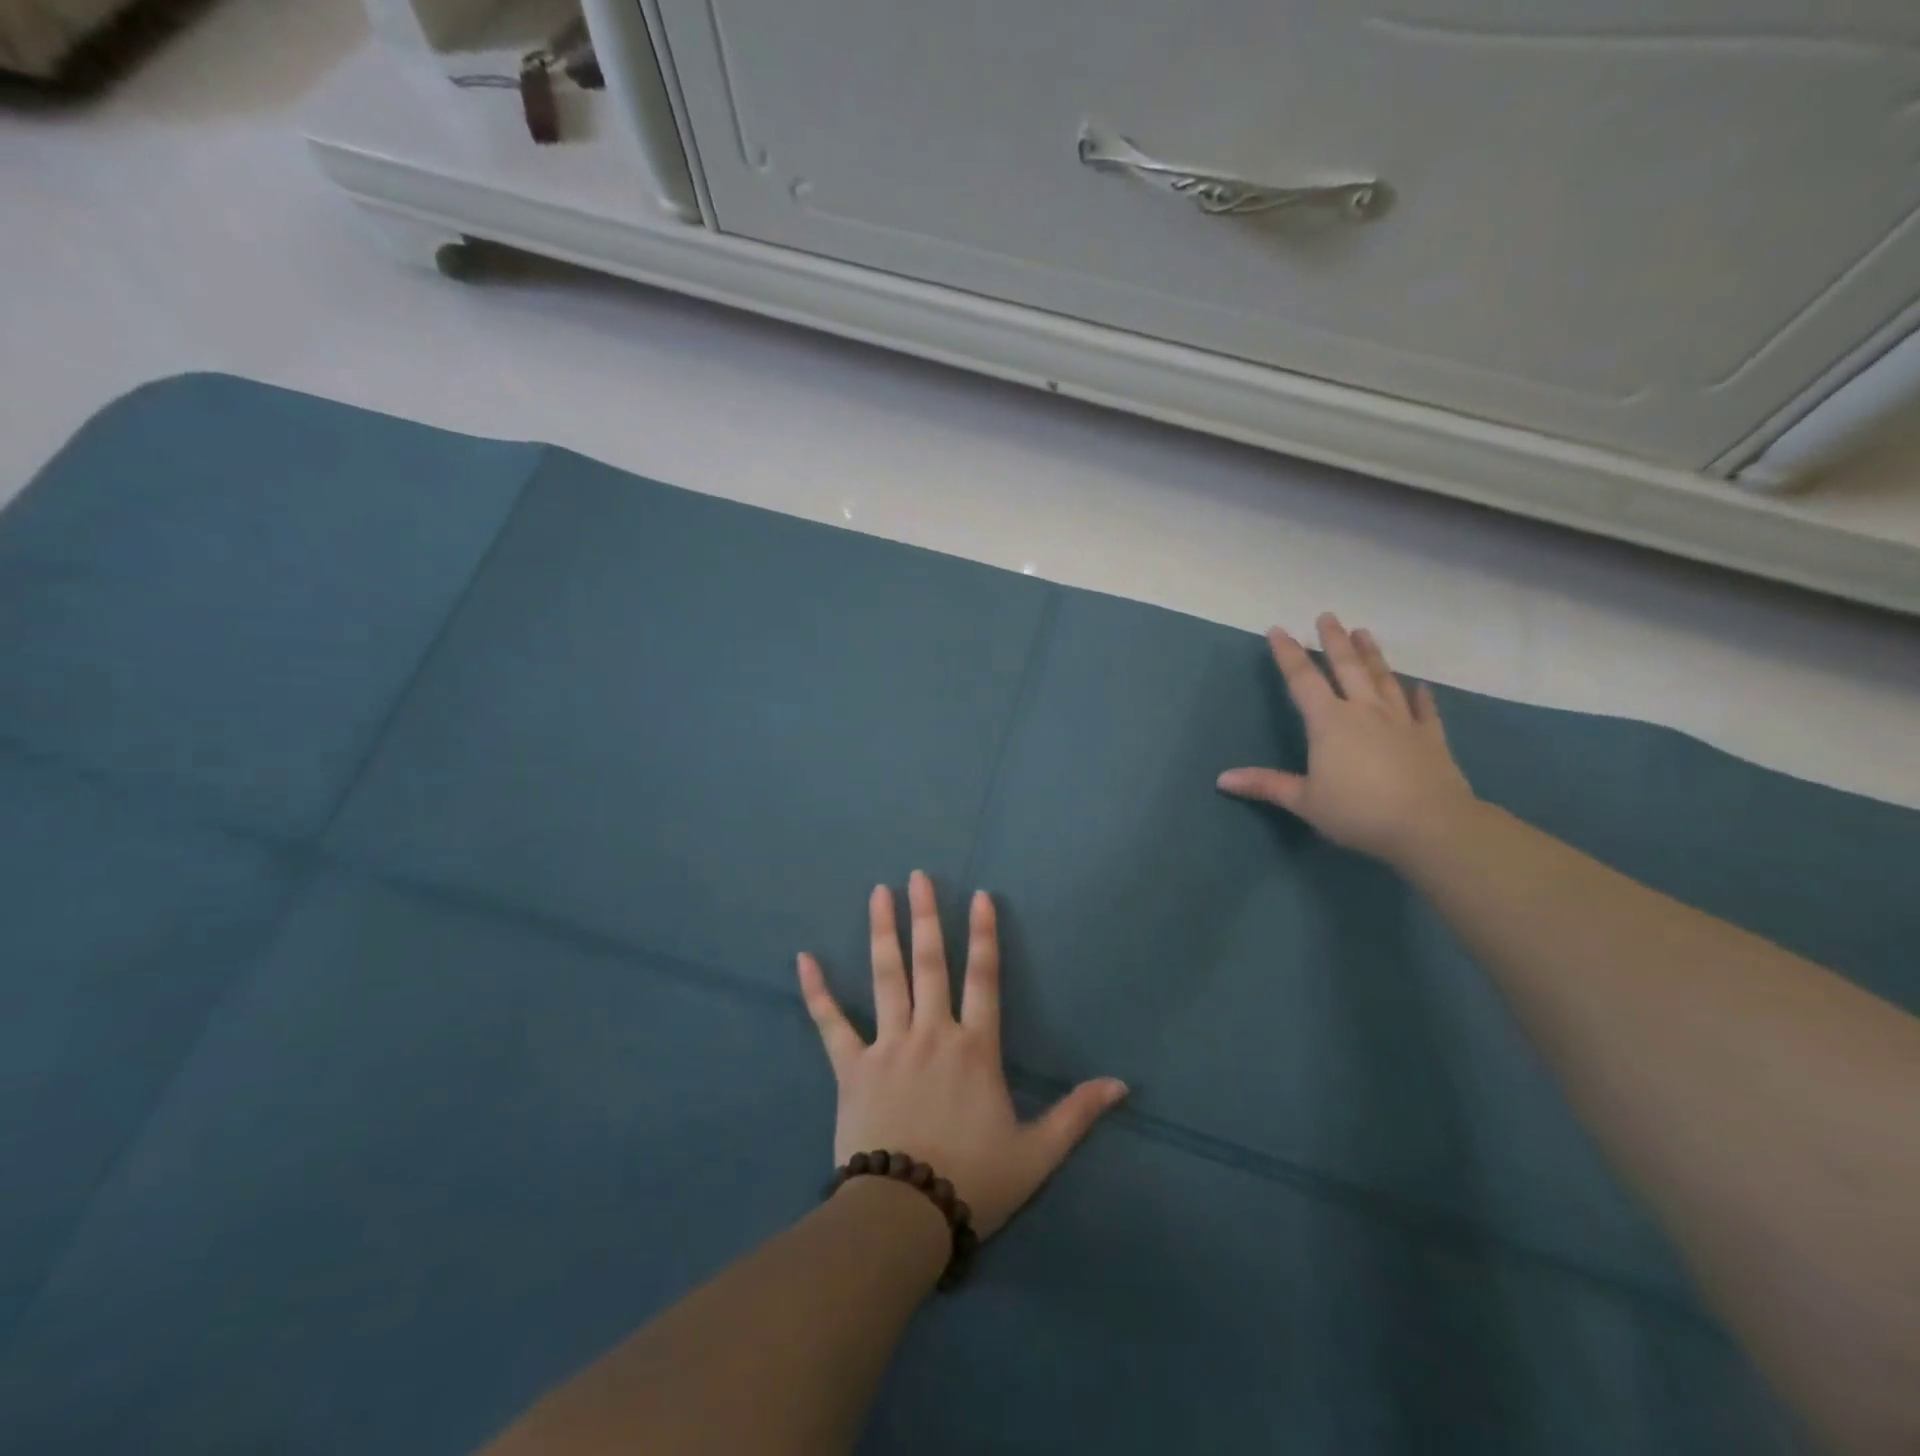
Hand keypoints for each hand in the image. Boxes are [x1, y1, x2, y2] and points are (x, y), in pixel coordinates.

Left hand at [797, 870, 1127, 1239]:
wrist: (905, 1217)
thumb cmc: (974, 1182)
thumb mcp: (1036, 1153)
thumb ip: (1077, 1114)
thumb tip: (1122, 1084)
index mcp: (975, 1049)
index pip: (984, 978)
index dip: (984, 934)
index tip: (980, 895)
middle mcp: (932, 1033)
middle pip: (931, 963)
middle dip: (926, 916)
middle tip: (918, 875)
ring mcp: (888, 1046)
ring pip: (886, 978)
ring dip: (883, 932)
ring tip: (879, 892)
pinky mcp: (851, 1067)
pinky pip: (830, 1023)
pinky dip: (816, 991)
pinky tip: (803, 958)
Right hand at [1216, 613, 1477, 867]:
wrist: (1430, 825)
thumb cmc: (1358, 811)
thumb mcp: (1305, 801)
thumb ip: (1266, 785)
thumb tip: (1222, 779)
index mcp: (1329, 722)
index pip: (1302, 679)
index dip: (1287, 654)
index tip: (1278, 630)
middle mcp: (1364, 711)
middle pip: (1346, 667)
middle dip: (1333, 641)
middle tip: (1327, 616)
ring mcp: (1400, 721)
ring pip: (1383, 679)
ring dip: (1372, 655)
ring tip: (1364, 632)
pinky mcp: (1429, 738)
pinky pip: (1423, 710)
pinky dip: (1419, 696)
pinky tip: (1418, 686)